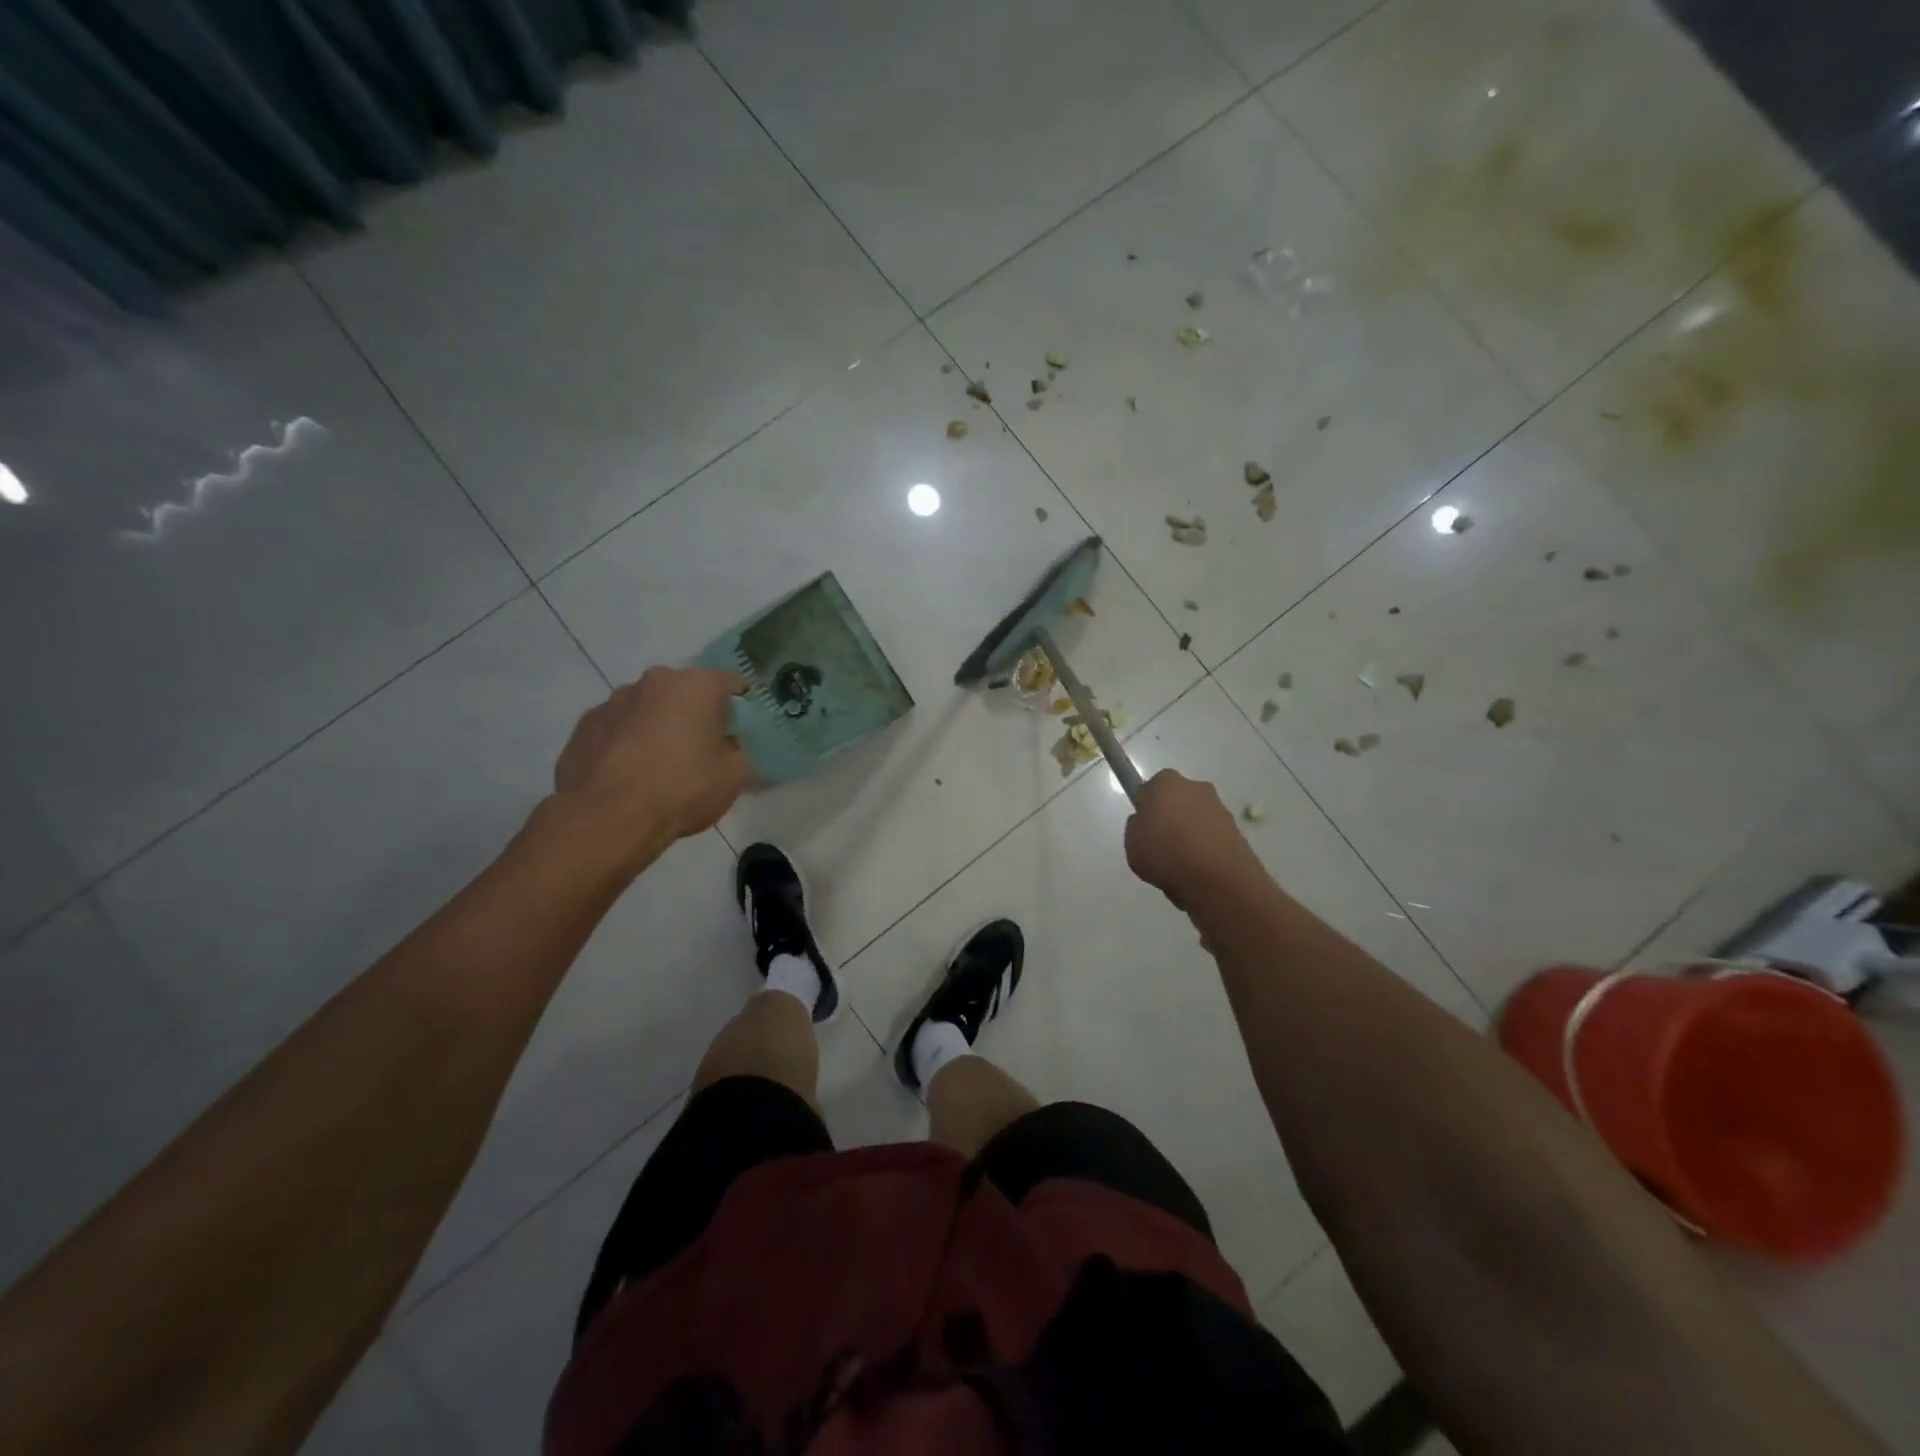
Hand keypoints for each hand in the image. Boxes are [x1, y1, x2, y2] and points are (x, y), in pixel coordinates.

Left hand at [554, 667, 751, 842]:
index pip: (733, 683)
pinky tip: (628, 774)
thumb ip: (738, 752)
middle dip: (695, 715)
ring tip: (659, 766)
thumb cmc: (682, 789)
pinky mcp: (584, 725)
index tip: (740, 733)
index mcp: (697, 685)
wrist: (608, 818)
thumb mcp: (735, 776)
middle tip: (700, 751)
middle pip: (686, 692)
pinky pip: (617, 728)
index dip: (741, 708)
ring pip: (648, 708)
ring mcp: (613, 700)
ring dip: (658, 726)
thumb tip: (728, 747)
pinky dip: (626, 743)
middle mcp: (655, 681)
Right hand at [1124, 769, 1259, 907]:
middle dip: (1171, 818)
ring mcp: (1219, 808)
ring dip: (1190, 834)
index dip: (1146, 808)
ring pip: (1196, 819)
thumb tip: (1147, 822)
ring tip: (1181, 864)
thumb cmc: (1165, 853)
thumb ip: (1137, 826)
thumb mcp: (1131, 841)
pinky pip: (1212, 836)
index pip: (1151, 788)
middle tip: (1160, 845)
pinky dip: (1205, 848)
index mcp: (1166, 783)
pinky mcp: (1237, 830)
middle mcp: (1195, 787)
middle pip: (1177, 801)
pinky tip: (1198, 870)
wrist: (1217, 878)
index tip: (1144, 828)